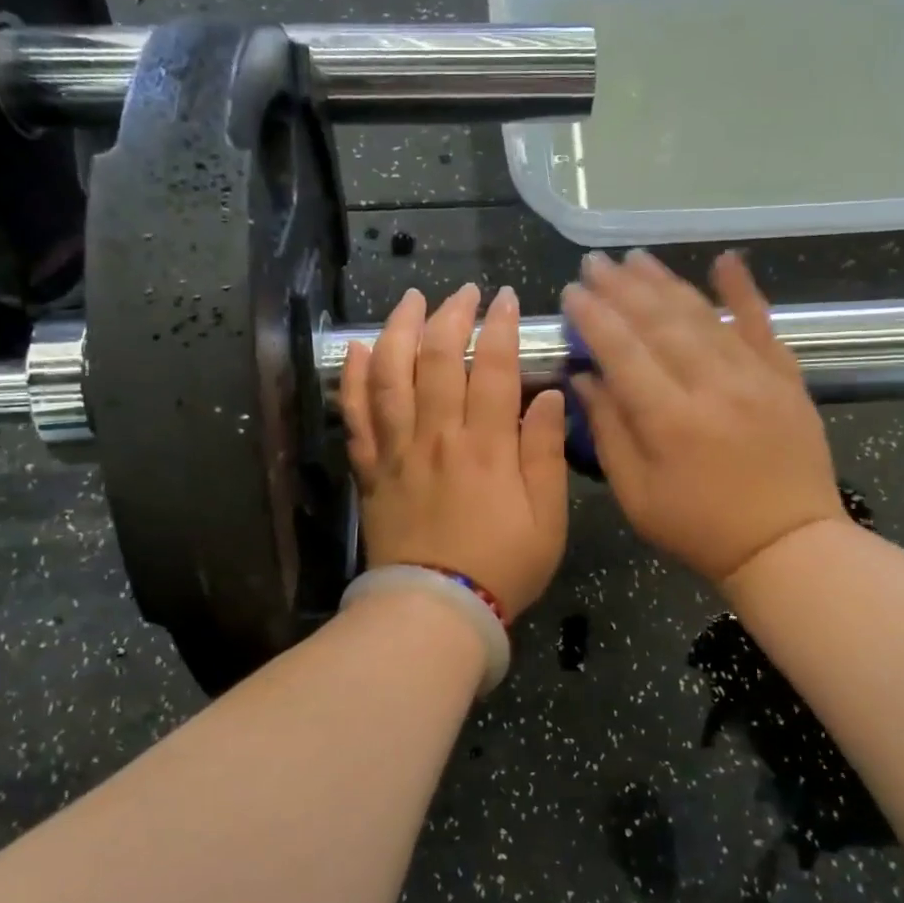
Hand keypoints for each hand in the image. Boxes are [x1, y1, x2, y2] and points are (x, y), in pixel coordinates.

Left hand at [339, 284, 569, 618]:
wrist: (434, 610)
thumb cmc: (501, 568)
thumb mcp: (547, 520)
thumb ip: (546, 454)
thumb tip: (550, 396)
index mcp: (487, 447)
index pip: (494, 369)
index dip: (501, 327)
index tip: (506, 299)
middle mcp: (438, 437)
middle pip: (439, 359)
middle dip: (453, 316)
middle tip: (464, 292)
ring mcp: (398, 450)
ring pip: (392, 375)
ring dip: (401, 330)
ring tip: (411, 299)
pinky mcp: (371, 469)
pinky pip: (356, 415)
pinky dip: (354, 378)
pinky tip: (358, 348)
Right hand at [562, 250, 845, 586]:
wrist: (787, 546)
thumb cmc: (699, 529)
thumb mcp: (636, 495)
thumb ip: (609, 432)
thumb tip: (583, 378)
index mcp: (670, 420)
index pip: (623, 352)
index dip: (594, 317)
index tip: (571, 291)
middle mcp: (712, 386)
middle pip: (660, 323)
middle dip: (623, 289)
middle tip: (596, 262)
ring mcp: (755, 377)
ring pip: (703, 316)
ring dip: (666, 282)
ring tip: (636, 258)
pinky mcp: (786, 378)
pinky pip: (763, 324)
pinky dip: (744, 290)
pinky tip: (725, 260)